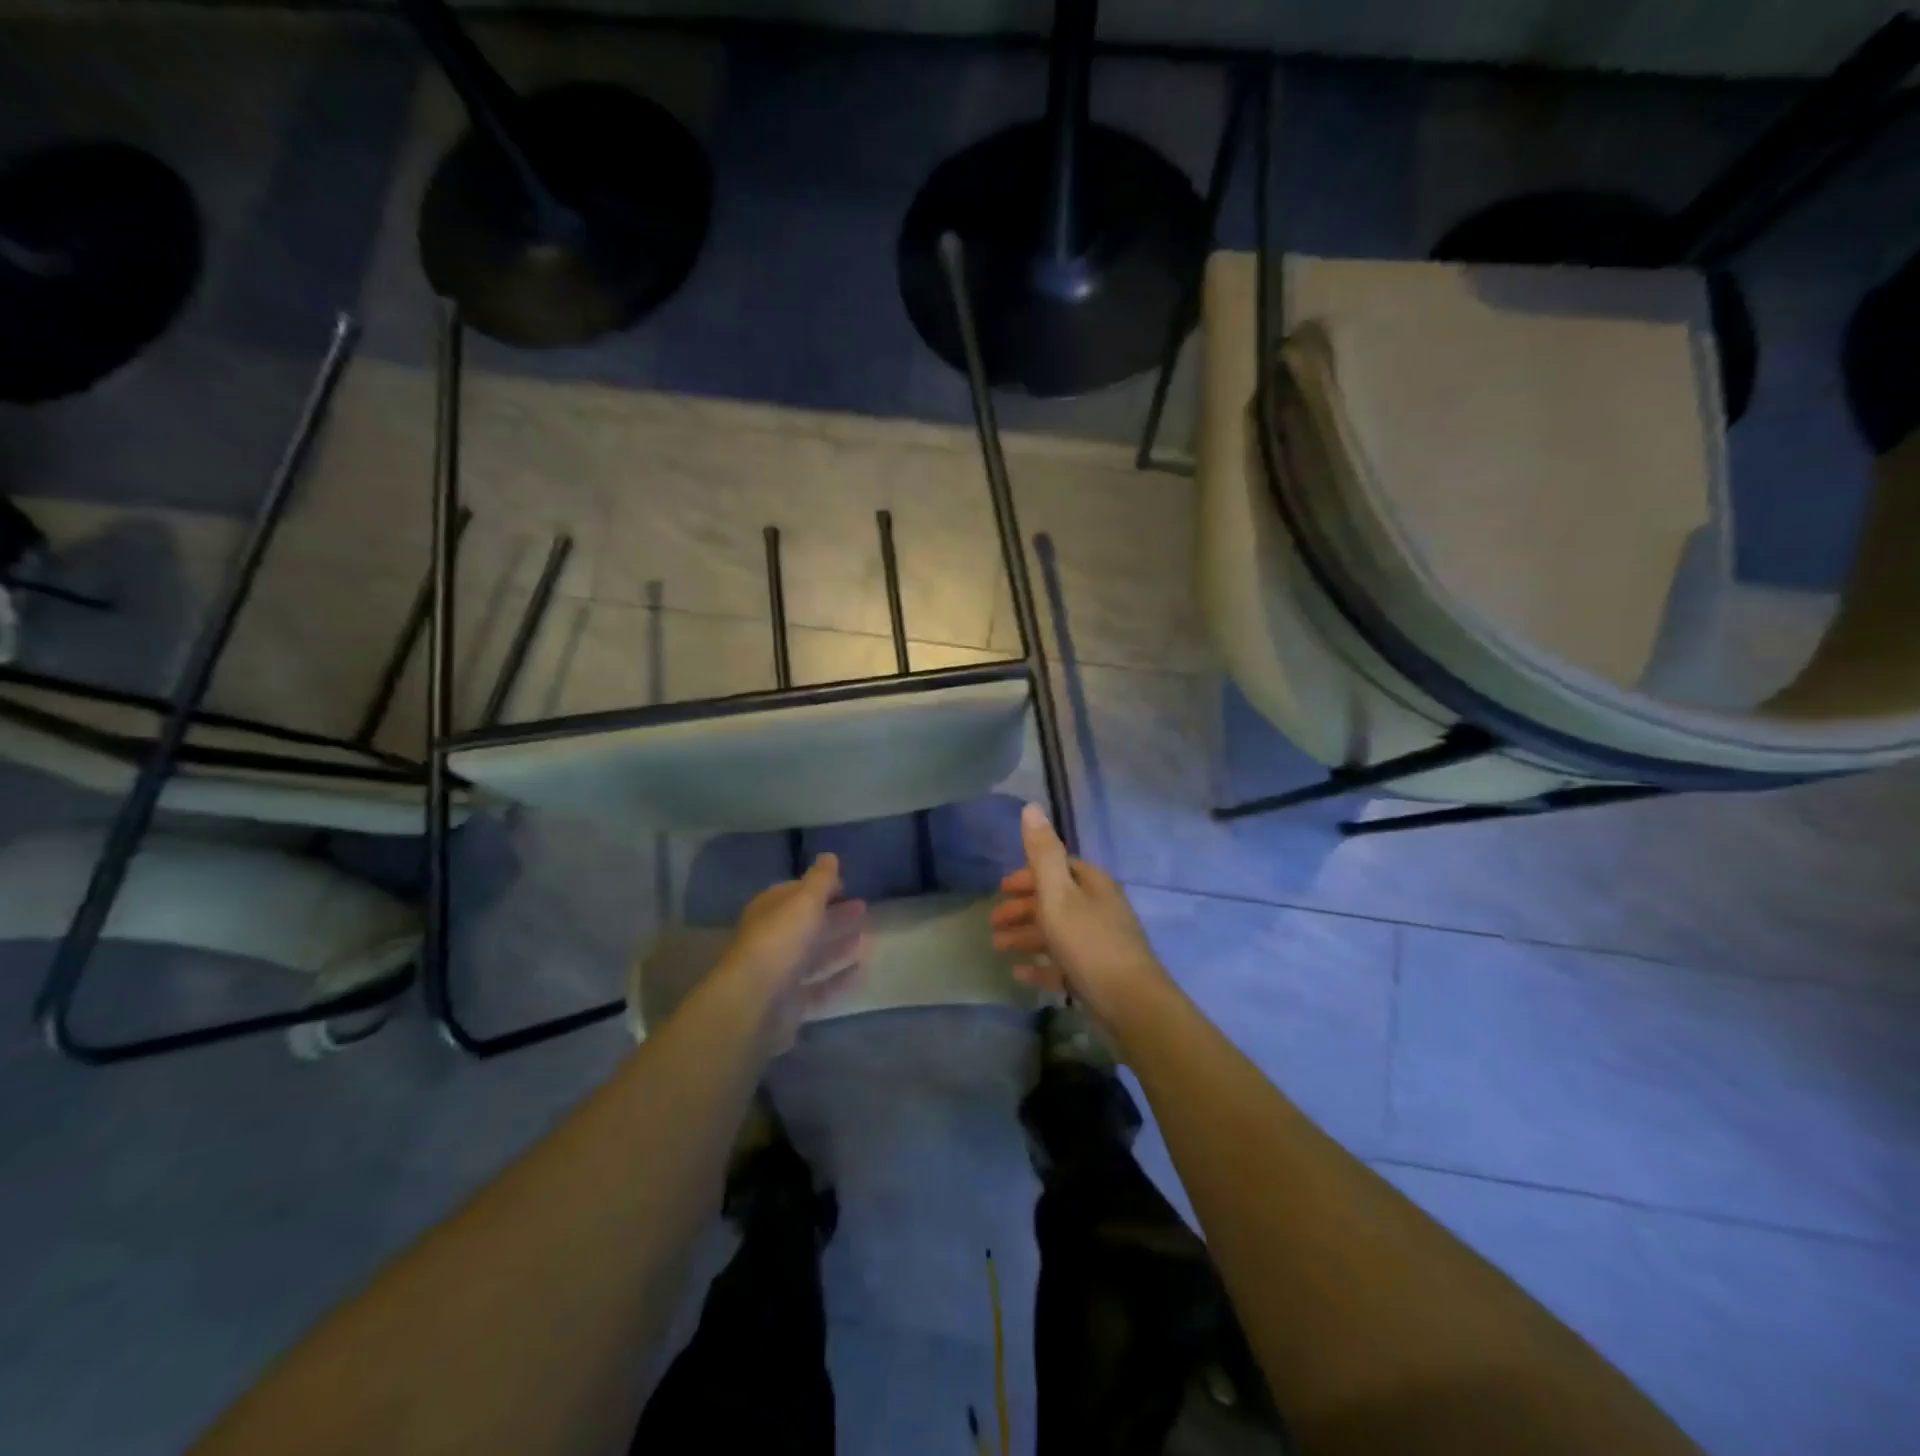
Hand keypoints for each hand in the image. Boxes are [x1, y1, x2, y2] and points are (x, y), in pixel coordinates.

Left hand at [720, 853, 869, 1051]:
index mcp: (770, 911)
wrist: (755, 1004)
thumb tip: (829, 856)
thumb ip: (820, 879)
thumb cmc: (780, 941)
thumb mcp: (804, 901)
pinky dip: (839, 977)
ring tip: (866, 935)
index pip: (795, 893)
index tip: (846, 885)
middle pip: (807, 924)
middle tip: (863, 907)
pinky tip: (861, 969)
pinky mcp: (791, 1002)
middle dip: (834, 914)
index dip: (819, 887)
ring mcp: (781, 972)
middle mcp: (773, 939)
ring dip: (838, 944)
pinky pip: (820, 986)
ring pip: (814, 954)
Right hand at [990, 804, 1170, 1030]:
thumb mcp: (1058, 894)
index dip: (1028, 875)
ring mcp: (1100, 943)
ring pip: (1057, 932)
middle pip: (1055, 901)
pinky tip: (1019, 974)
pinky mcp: (1098, 974)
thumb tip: (1031, 807)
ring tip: (998, 946)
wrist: (1131, 1005)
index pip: (1058, 868)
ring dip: (1026, 936)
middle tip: (993, 922)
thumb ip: (1043, 853)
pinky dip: (1041, 965)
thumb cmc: (1089, 943)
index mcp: (1092, 885)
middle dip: (1022, 908)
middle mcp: (1099, 909)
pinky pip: (1063, 964)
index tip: (1001, 888)